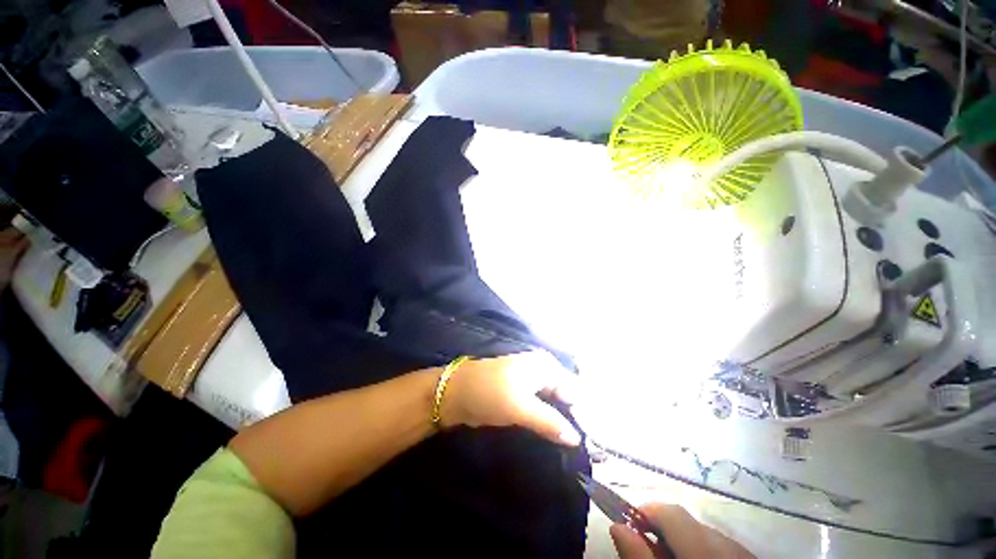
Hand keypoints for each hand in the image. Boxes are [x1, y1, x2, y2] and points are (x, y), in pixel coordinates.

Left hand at [439, 351, 581, 445]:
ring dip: (562, 423)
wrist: (456, 393)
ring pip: (556, 404)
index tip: (595, 442)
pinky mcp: (523, 395)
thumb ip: (550, 422)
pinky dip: (549, 422)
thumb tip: (577, 439)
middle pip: (567, 396)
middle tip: (588, 449)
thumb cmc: (490, 393)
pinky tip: (557, 438)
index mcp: (546, 366)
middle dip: (575, 419)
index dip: (585, 415)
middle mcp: (543, 371)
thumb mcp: (521, 407)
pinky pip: (543, 408)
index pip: (576, 390)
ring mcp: (532, 382)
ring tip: (575, 448)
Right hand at [611, 504, 753, 558]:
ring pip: (709, 538)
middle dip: (666, 533)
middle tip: (651, 554)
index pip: (671, 513)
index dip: (647, 513)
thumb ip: (640, 558)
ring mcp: (746, 556)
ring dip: (687, 545)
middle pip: (690, 525)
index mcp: (704, 550)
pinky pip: (727, 550)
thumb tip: (619, 526)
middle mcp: (729, 547)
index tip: (630, 526)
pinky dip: (707, 555)